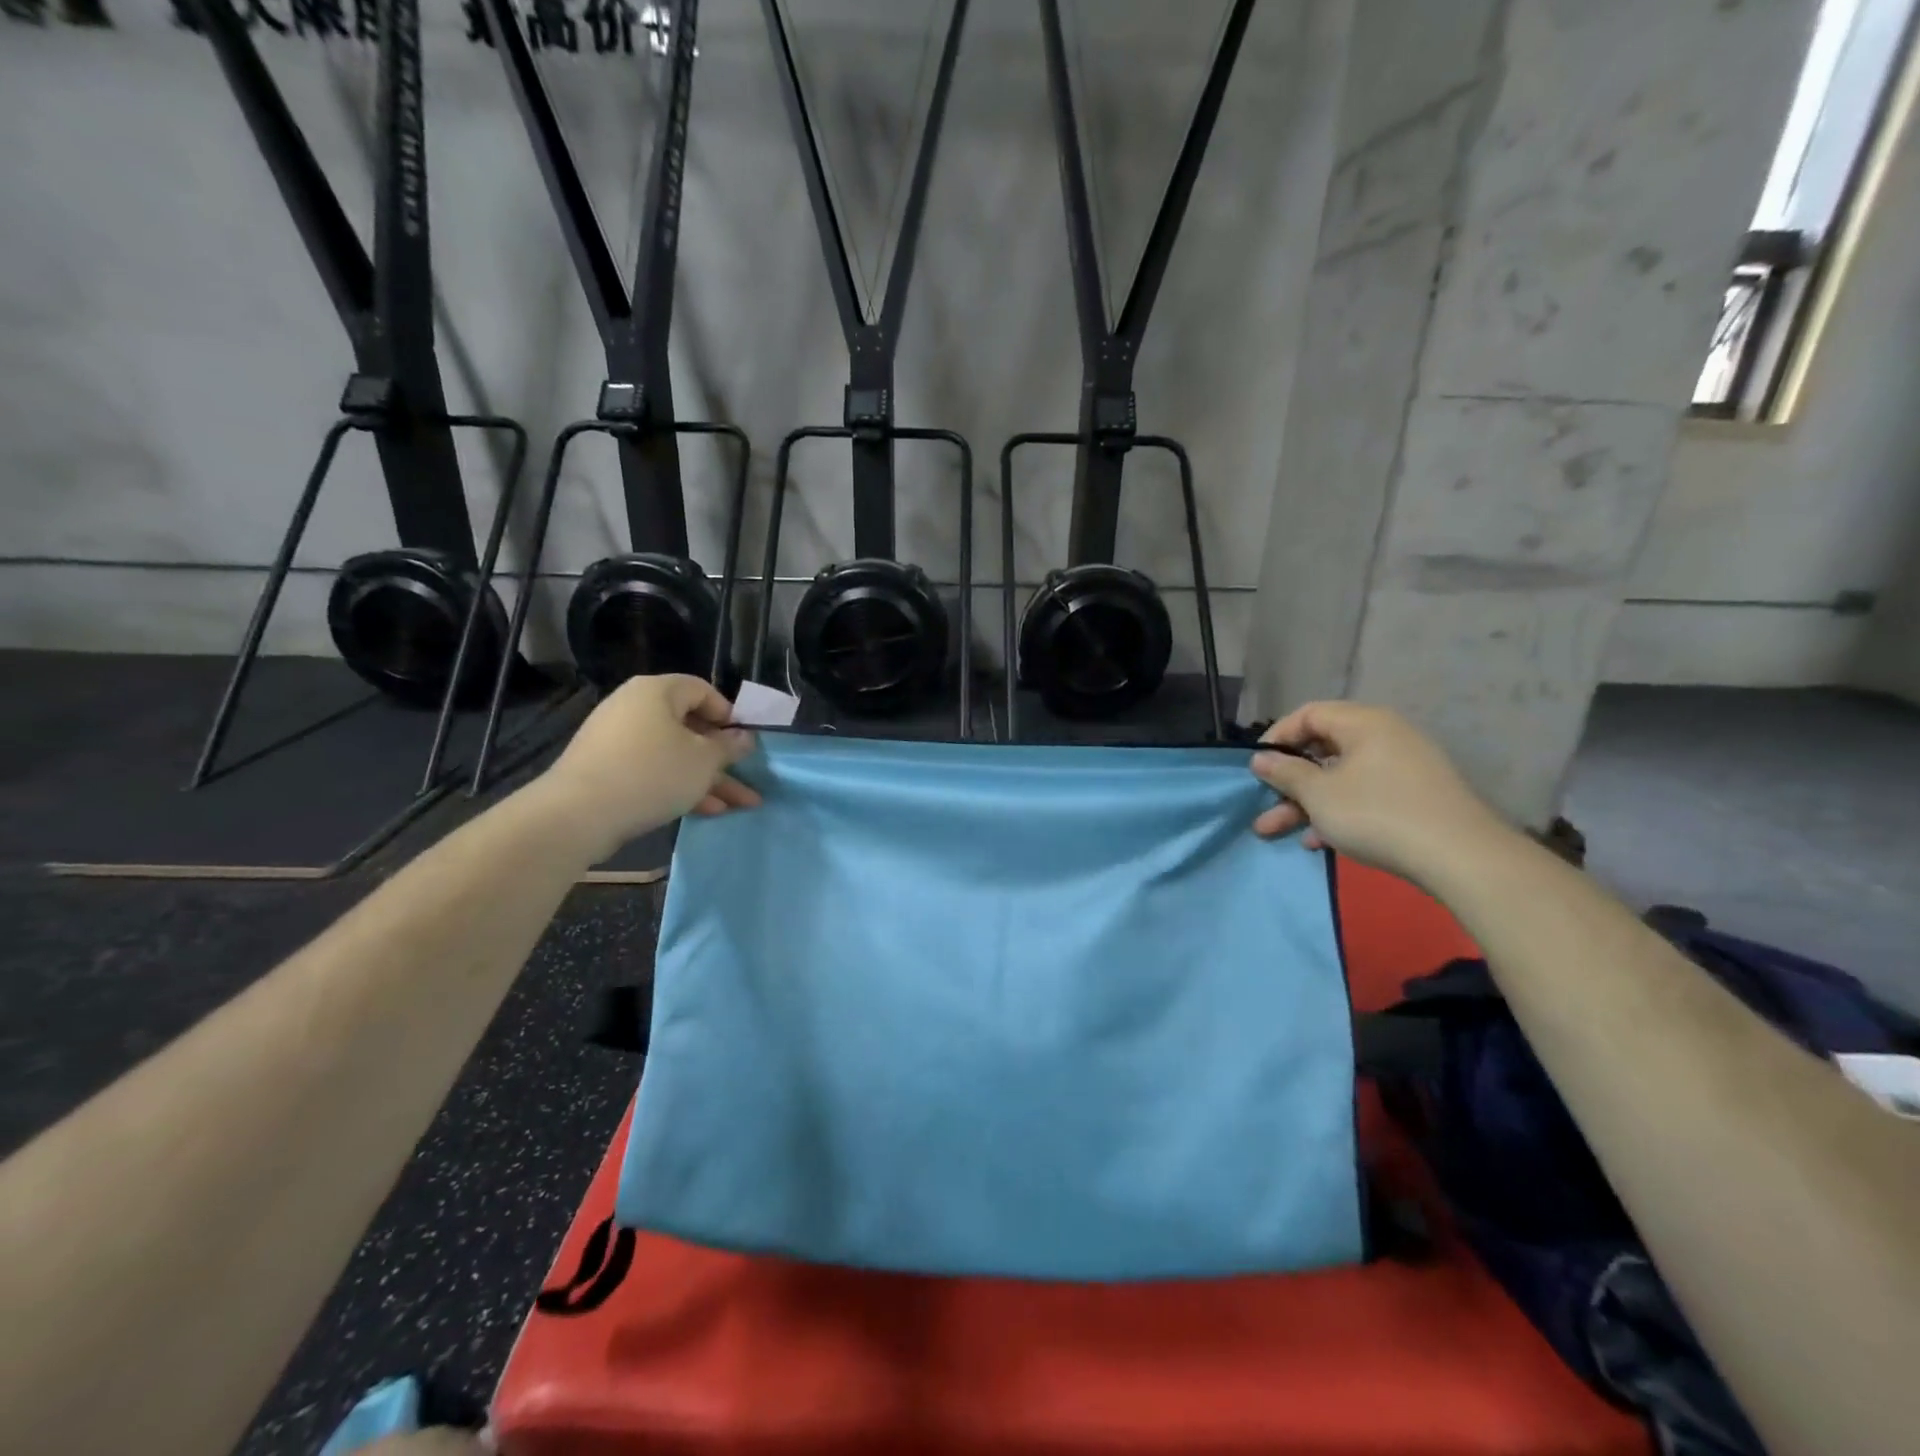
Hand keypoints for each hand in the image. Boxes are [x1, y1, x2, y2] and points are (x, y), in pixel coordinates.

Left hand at [538, 675, 759, 859]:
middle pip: (689, 727)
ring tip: (741, 806)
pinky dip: (679, 787)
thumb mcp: (704, 761)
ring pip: (675, 755)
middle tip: (748, 777)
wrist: (577, 814)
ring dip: (708, 779)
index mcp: (657, 692)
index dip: (729, 714)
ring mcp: (618, 740)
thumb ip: (729, 747)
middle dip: (723, 758)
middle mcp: (634, 708)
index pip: (702, 690)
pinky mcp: (607, 770)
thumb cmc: (652, 773)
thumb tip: (744, 737)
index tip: (745, 741)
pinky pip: (653, 771)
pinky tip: (708, 811)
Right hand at [1249, 701, 1511, 884]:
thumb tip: (1261, 758)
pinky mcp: (1414, 797)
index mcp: (1363, 723)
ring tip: (1275, 831)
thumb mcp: (1319, 794)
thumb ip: (1286, 773)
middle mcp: (1385, 736)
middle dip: (1288, 781)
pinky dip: (1337, 812)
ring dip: (1305, 803)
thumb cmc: (1377, 814)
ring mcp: (1403, 768)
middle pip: (1323, 749)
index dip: (1277, 737)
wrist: (1461, 857)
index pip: (1309, 714)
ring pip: (1340, 778)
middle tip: (1261, 804)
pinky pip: (1364, 795)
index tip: (1257, 765)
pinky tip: (1317, 841)